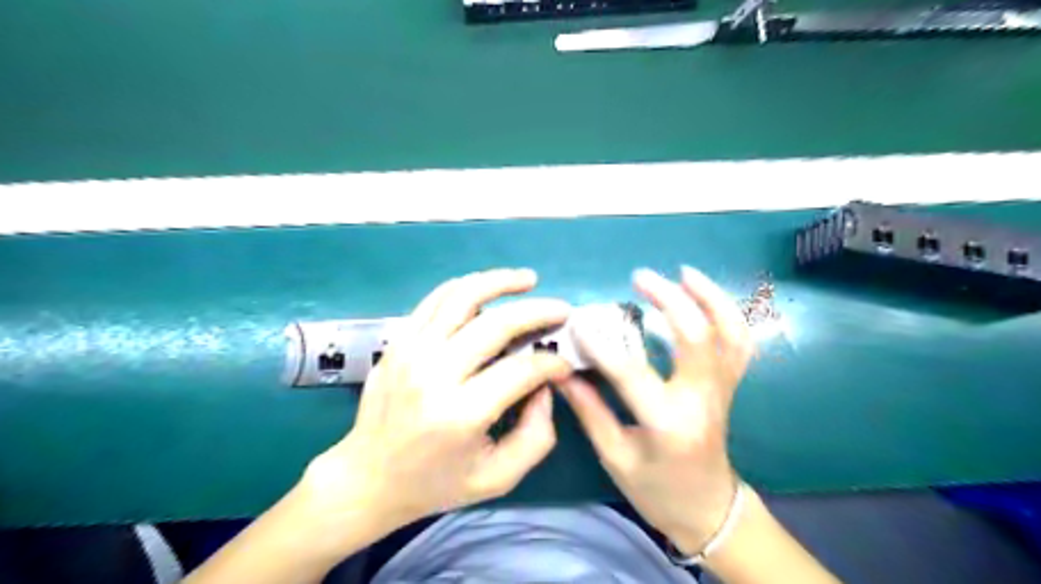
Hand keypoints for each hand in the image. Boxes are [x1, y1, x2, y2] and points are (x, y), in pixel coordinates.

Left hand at [301, 270, 576, 538]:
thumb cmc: (435, 483)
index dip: (551, 363)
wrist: (367, 477)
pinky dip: (466, 286)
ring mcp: (411, 352)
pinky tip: (488, 287)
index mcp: (460, 415)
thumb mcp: (498, 478)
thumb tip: (545, 386)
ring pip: (463, 297)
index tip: (565, 364)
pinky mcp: (398, 341)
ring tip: (529, 279)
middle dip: (538, 312)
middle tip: (563, 310)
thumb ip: (537, 435)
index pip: (520, 370)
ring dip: (501, 282)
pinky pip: (435, 299)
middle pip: (496, 325)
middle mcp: (434, 375)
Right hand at [563, 268, 757, 552]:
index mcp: (669, 423)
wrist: (709, 510)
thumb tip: (560, 371)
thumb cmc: (657, 489)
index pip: (631, 373)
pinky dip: (727, 314)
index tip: (577, 322)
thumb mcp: (615, 456)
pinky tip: (706, 296)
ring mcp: (723, 390)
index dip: (601, 345)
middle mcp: (702, 400)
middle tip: (640, 277)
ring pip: (730, 333)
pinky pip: (739, 343)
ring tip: (684, 272)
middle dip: (670, 300)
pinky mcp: (730, 386)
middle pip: (697, 338)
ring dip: (710, 297)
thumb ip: (589, 410)